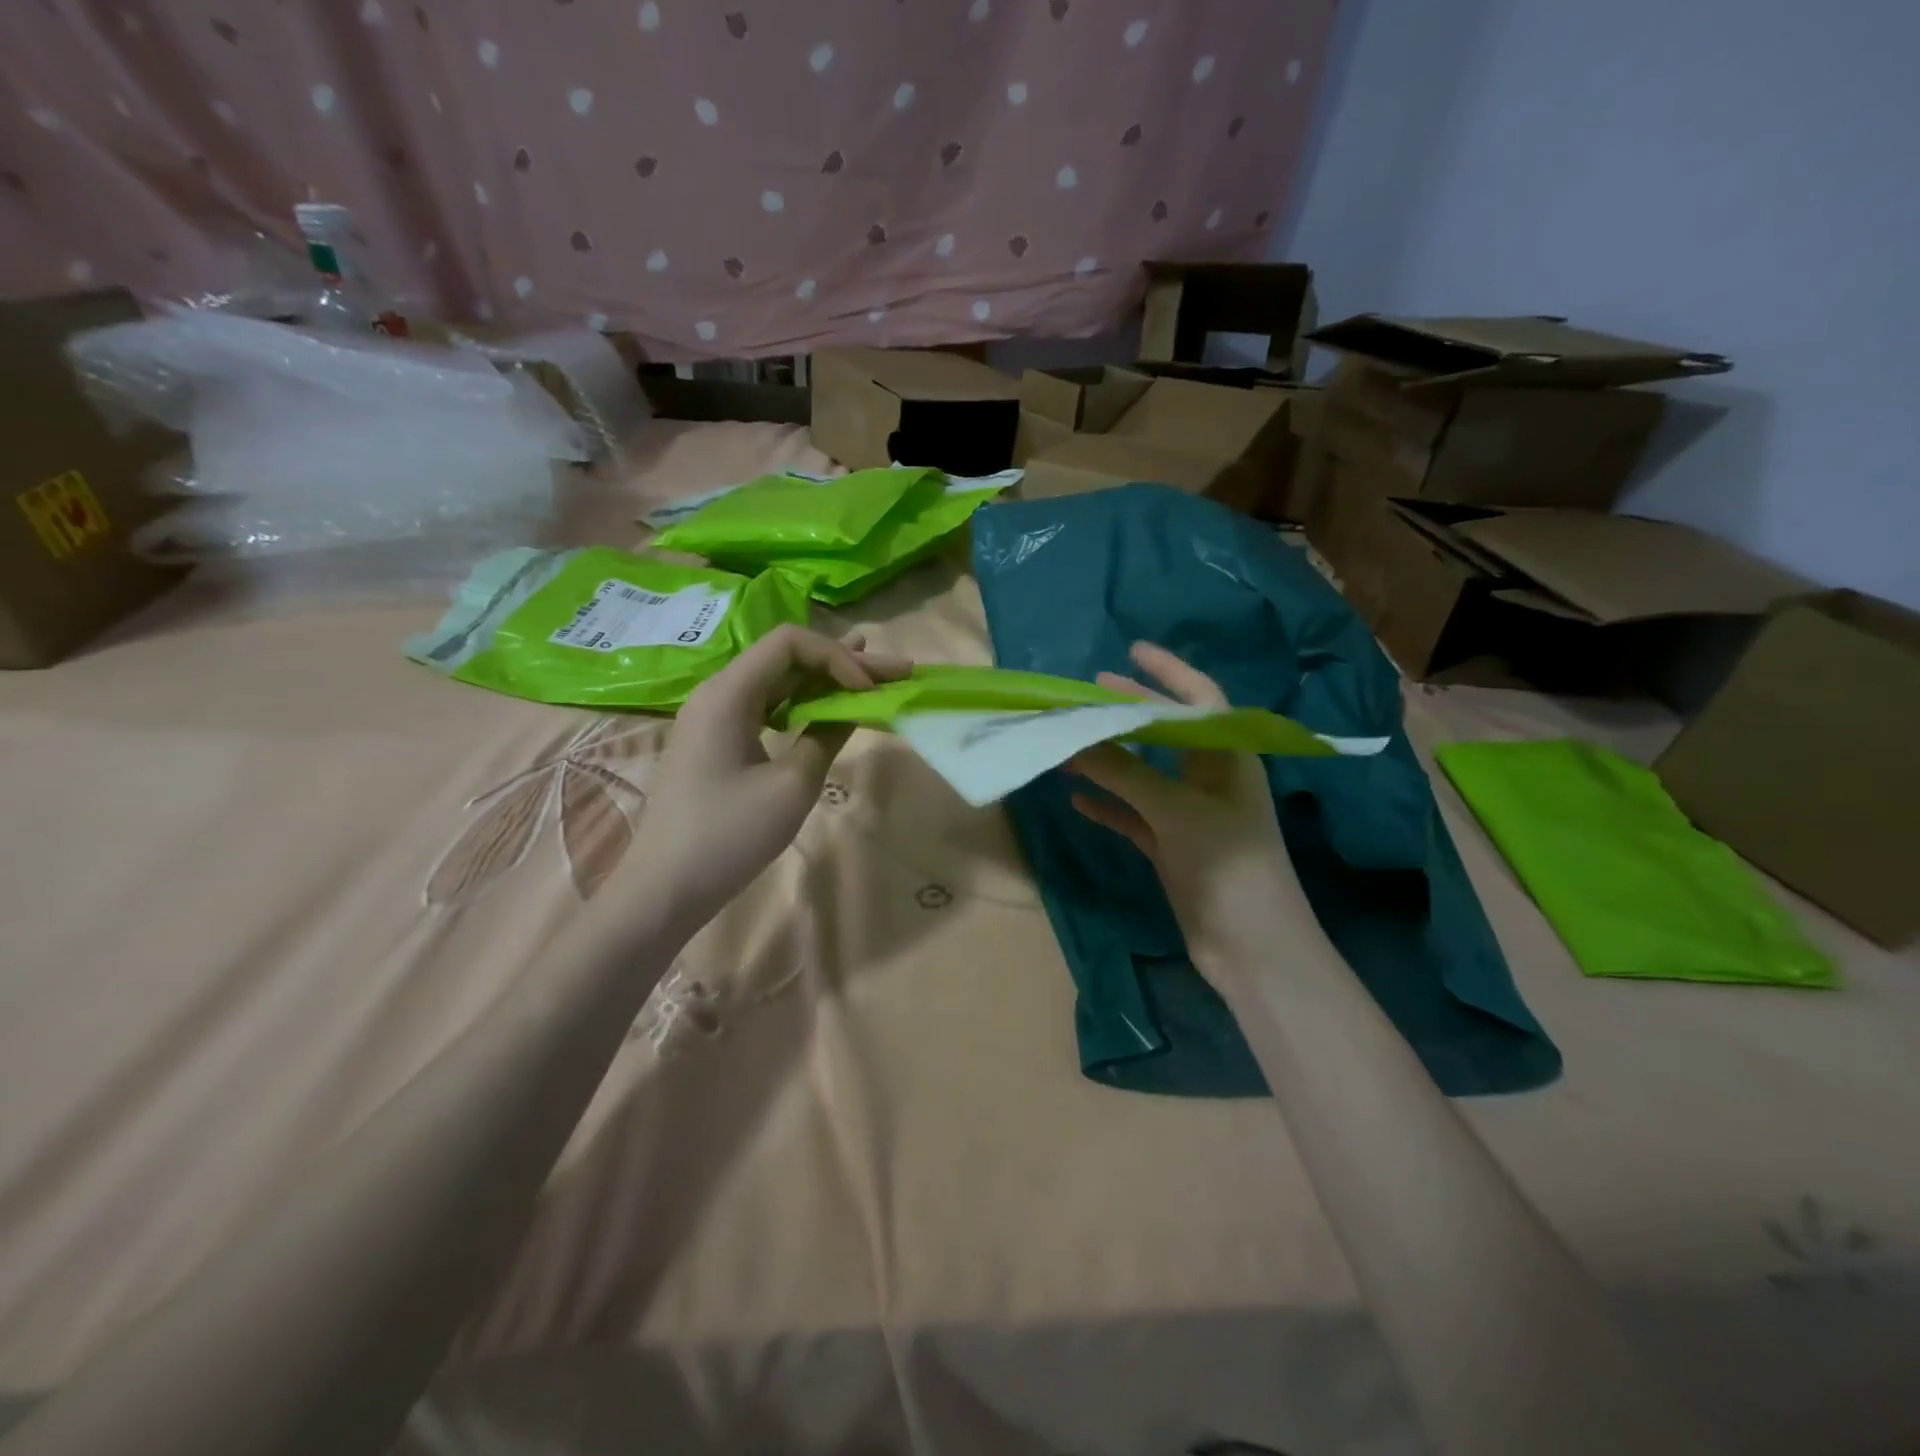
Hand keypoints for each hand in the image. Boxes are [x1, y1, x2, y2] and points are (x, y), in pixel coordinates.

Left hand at [634, 625, 909, 933]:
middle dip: (844, 663)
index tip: (868, 692)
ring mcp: (714, 717)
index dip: (838, 657)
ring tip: (872, 676)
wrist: (664, 888)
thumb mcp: (791, 786)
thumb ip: (826, 736)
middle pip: (787, 659)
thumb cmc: (728, 836)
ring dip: (826, 681)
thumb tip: (851, 709)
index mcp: (728, 693)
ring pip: (779, 682)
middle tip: (898, 669)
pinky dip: (802, 704)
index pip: (791, 643)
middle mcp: (718, 692)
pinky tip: (830, 706)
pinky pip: (766, 708)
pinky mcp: (717, 741)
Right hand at [1067, 643, 1296, 961]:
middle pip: (1165, 733)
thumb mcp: (1175, 810)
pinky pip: (1133, 815)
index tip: (1130, 651)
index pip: (1199, 698)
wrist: (1253, 948)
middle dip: (1129, 712)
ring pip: (1144, 774)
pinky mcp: (1172, 847)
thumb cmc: (1228, 865)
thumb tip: (1072, 737)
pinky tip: (1077, 800)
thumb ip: (1123, 772)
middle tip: (1088, 693)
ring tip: (1069, 741)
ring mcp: (1189, 814)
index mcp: (1228, 757)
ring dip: (1109, 759)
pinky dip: (1108, 805)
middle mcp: (1209, 779)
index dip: (1167, 672)